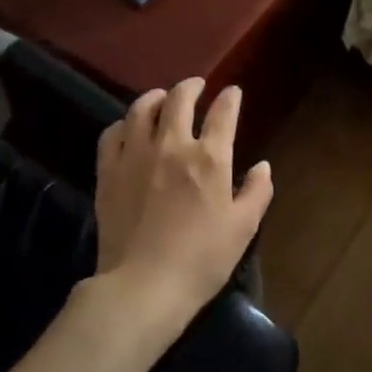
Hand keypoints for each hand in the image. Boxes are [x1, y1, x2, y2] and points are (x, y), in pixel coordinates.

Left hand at [79, 78, 273, 342]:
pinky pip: (113, 134)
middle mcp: (172, 146)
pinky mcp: (109, 172)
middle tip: (197, 86)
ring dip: (156, 97)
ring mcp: (135, 156)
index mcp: (210, 158)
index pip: (223, 113)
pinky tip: (129, 128)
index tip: (232, 92)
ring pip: (142, 108)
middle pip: (180, 99)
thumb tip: (262, 166)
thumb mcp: (243, 228)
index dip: (230, 98)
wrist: (144, 285)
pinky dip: (124, 123)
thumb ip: (256, 192)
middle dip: (192, 86)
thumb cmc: (202, 260)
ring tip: (162, 99)